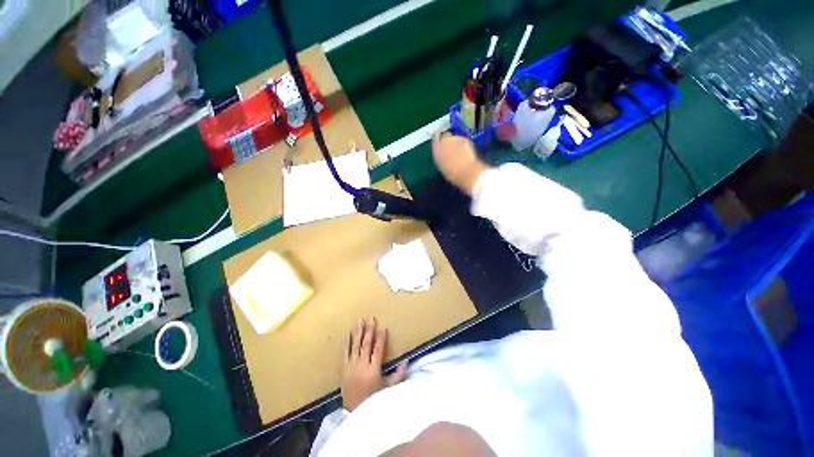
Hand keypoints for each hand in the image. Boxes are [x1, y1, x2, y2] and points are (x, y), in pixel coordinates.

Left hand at [342, 318, 407, 410]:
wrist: (354, 411)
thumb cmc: (373, 399)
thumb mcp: (388, 389)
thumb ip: (398, 375)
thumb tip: (407, 361)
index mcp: (373, 369)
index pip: (378, 349)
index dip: (381, 338)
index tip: (383, 328)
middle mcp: (362, 365)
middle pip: (366, 344)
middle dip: (369, 331)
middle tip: (371, 319)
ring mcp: (351, 366)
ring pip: (355, 346)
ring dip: (358, 332)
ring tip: (360, 321)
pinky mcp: (343, 368)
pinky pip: (344, 353)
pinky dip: (346, 343)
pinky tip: (347, 333)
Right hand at [431, 132, 488, 193]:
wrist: (466, 171)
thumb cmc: (452, 173)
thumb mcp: (441, 166)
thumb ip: (440, 156)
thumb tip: (441, 154)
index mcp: (436, 149)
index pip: (435, 137)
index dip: (438, 139)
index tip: (439, 141)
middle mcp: (444, 141)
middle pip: (445, 136)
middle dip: (448, 141)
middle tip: (451, 150)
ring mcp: (455, 139)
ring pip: (454, 138)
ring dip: (456, 143)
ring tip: (459, 153)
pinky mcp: (464, 139)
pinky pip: (462, 140)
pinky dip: (463, 144)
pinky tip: (465, 153)